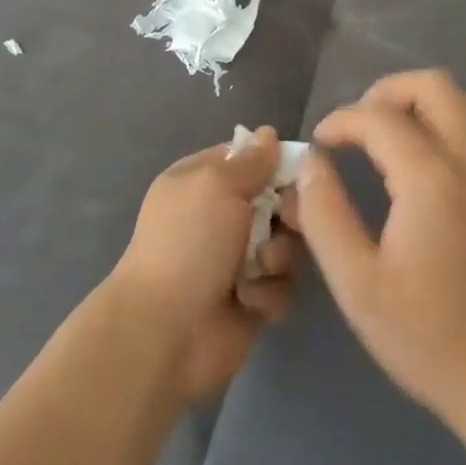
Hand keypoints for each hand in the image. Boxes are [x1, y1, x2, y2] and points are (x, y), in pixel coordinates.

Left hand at [108, 129, 303, 401]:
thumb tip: (268, 133)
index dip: (273, 162)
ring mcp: (235, 260)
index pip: (246, 158)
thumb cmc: (189, 242)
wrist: (167, 331)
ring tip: (261, 269)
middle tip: (290, 223)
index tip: (299, 171)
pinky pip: (280, 286)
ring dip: (278, 257)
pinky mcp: (250, 301)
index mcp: (200, 182)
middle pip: (275, 201)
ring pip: (285, 244)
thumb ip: (250, 161)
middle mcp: (218, 217)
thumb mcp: (217, 185)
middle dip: (287, 214)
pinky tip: (250, 302)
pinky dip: (269, 294)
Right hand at [288, 71, 465, 440]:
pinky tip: (410, 173)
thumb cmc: (428, 338)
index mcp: (433, 182)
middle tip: (356, 127)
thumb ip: (325, 214)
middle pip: (434, 86)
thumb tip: (311, 162)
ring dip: (414, 106)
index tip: (319, 143)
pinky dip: (435, 129)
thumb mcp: (357, 284)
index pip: (381, 117)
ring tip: (379, 142)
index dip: (342, 120)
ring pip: (459, 104)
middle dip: (387, 92)